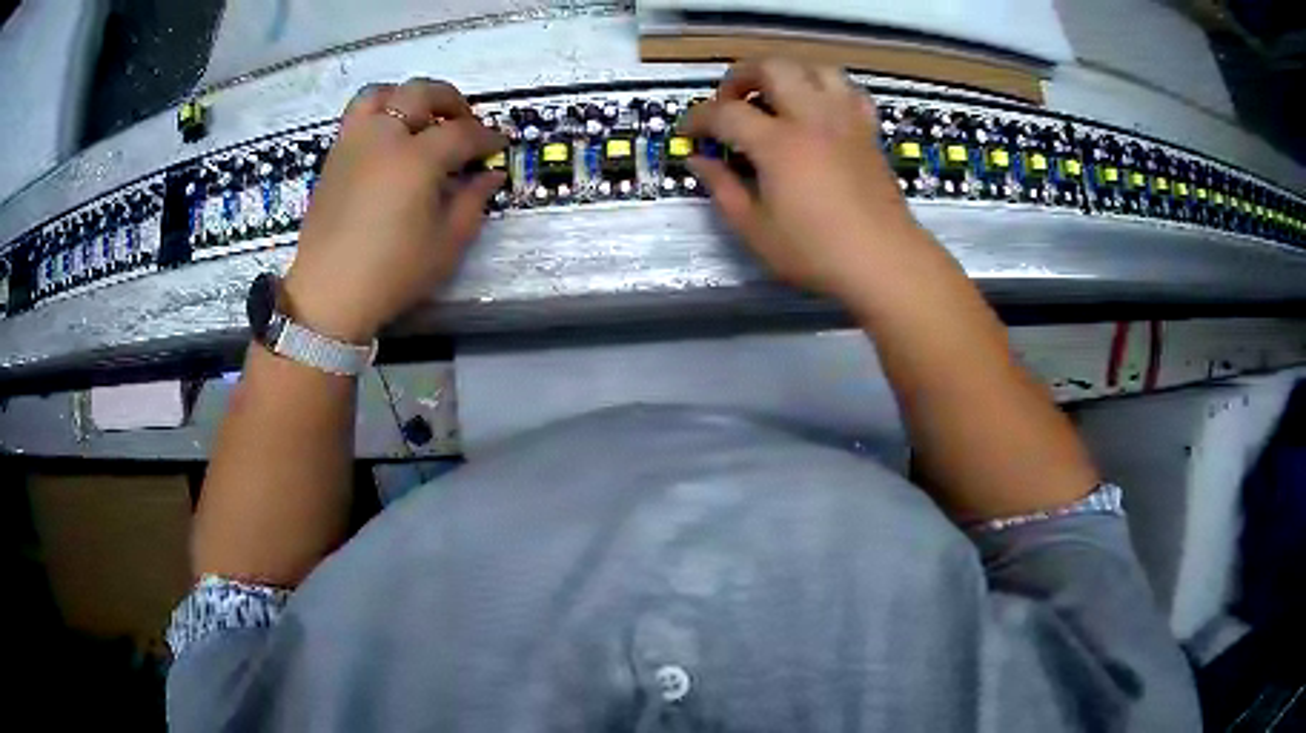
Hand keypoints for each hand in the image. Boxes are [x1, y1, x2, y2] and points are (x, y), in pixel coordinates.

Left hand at [282, 78, 505, 343]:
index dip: (485, 137)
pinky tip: (389, 141)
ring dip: (407, 96)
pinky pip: (357, 117)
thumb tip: (490, 175)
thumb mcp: (447, 244)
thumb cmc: (392, 273)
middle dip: (450, 101)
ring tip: (419, 117)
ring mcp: (353, 143)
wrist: (329, 294)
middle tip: (463, 121)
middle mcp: (383, 137)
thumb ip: (473, 201)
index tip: (498, 145)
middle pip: (421, 93)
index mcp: (416, 158)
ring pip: (381, 93)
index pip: (461, 132)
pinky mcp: (333, 158)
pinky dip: (379, 114)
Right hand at [684, 59, 925, 303]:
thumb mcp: (755, 231)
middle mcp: (811, 117)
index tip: (688, 134)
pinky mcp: (867, 130)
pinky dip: (826, 89)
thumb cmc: (816, 252)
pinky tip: (818, 109)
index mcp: (778, 144)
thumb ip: (723, 189)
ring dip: (787, 74)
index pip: (725, 112)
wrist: (885, 262)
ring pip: (814, 68)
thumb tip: (699, 161)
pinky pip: (848, 90)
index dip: (697, 118)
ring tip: (775, 97)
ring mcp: (844, 119)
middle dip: (741, 76)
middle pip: (771, 67)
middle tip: (730, 103)